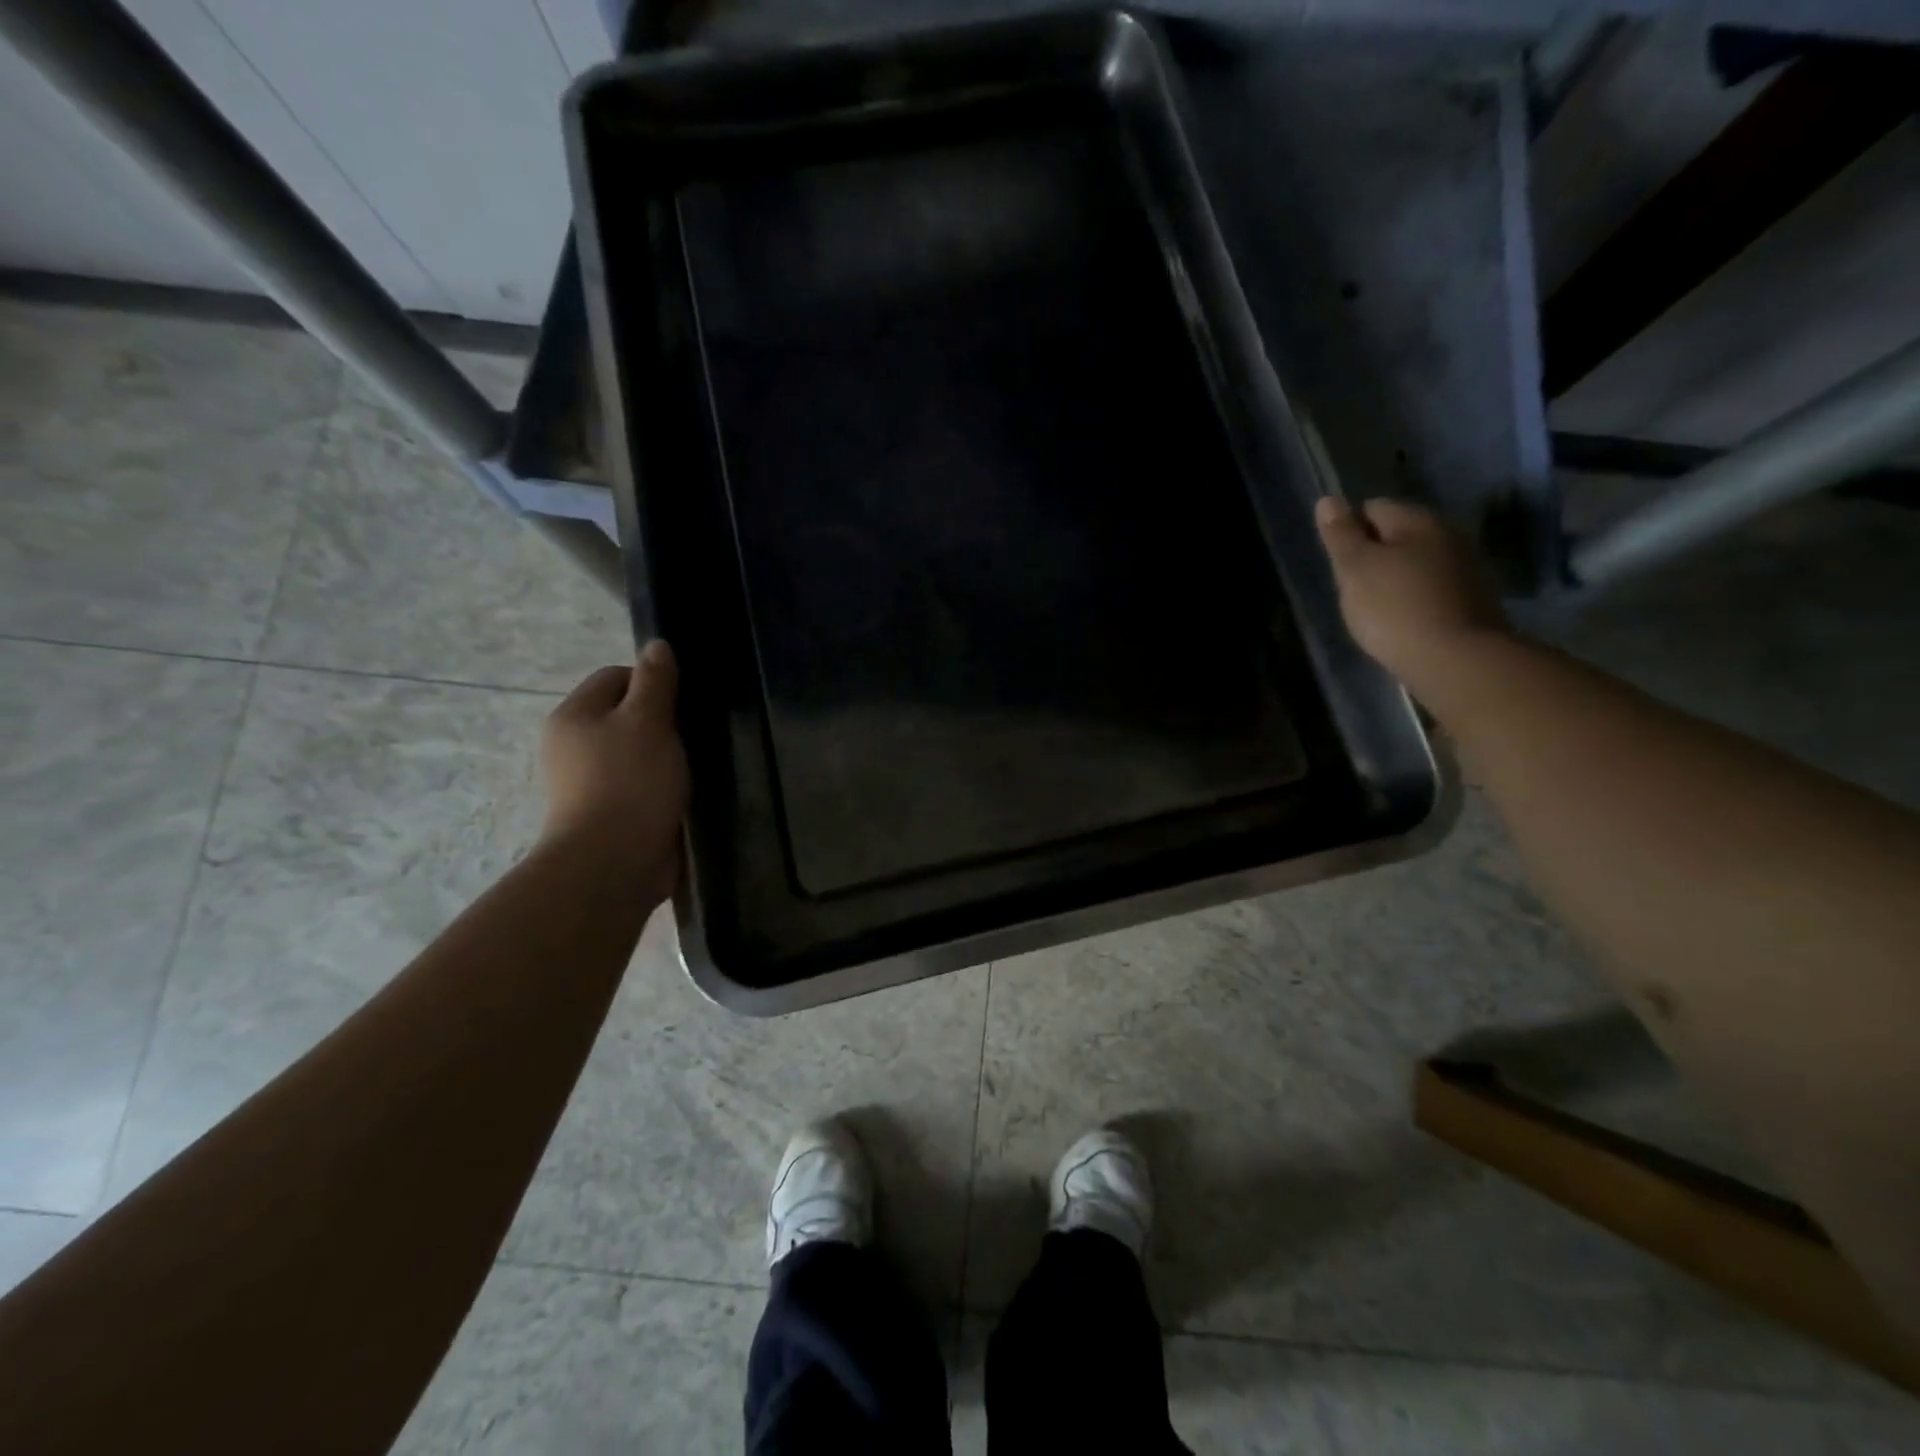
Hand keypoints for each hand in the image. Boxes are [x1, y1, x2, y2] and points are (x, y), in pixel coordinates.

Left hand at [539, 640, 689, 899]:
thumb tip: (656, 645)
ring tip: (691, 767)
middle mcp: (571, 745)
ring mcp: (585, 783)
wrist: (613, 863)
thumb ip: (655, 682)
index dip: (651, 682)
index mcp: (573, 716)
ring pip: (633, 752)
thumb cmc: (630, 782)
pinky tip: (680, 795)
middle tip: (690, 736)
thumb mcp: (648, 721)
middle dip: (659, 722)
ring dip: (662, 757)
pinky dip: (658, 786)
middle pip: (623, 715)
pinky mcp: (605, 814)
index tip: (682, 705)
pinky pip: (637, 785)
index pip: (614, 676)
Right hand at [1314, 495, 1509, 699]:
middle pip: (1398, 534)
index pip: (1372, 508)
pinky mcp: (1473, 599)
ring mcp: (1466, 566)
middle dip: (1374, 554)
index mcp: (1417, 520)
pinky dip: (1413, 597)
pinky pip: (1432, 587)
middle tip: (1353, 588)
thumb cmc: (1394, 608)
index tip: (1338, 563)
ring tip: (1375, 608)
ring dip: (1395, 576)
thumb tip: (1329, 499)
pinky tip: (1402, 621)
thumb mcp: (1355, 568)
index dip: (1349, 531)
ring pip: (1416, 561)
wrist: (1455, 660)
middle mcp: (1447, 534)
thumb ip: (1341, 534)